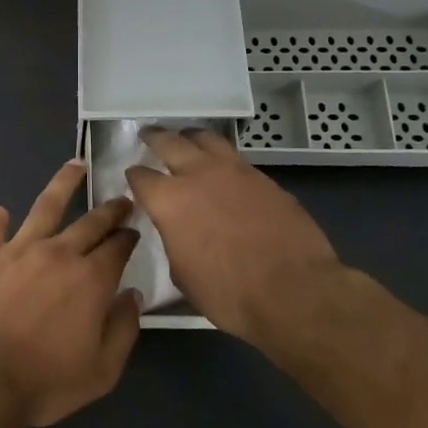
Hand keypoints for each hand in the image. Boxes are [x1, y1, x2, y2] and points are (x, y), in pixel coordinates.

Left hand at [0, 161, 142, 427]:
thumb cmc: (46, 380)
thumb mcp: (102, 370)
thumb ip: (123, 329)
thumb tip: (132, 294)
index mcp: (91, 280)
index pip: (118, 248)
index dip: (129, 237)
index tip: (135, 230)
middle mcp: (59, 253)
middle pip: (90, 222)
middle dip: (110, 209)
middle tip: (121, 198)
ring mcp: (19, 249)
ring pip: (45, 206)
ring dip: (63, 184)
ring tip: (74, 166)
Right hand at [124, 127, 340, 346]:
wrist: (295, 292)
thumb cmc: (229, 293)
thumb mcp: (182, 273)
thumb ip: (173, 240)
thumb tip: (176, 230)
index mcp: (168, 201)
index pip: (140, 176)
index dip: (133, 176)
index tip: (133, 179)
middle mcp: (197, 175)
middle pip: (169, 142)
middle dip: (155, 137)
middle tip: (149, 135)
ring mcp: (235, 172)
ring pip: (206, 139)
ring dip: (190, 137)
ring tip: (186, 139)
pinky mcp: (265, 179)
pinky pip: (235, 158)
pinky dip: (221, 156)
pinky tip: (222, 168)